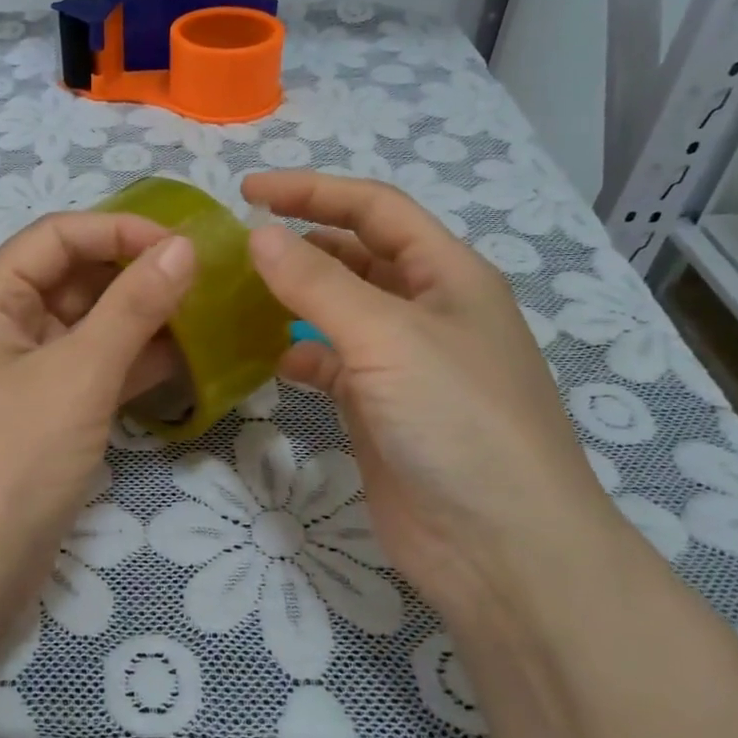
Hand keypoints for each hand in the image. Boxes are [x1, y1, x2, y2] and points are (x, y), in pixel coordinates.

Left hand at [0, 211, 195, 600]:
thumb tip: (183, 248)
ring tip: (203, 312)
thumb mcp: (80, 373)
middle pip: (72, 278)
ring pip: (86, 325)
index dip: (119, 230)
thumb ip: (133, 306)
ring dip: (139, 318)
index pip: (56, 237)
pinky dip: (130, 361)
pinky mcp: (43, 412)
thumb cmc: (16, 457)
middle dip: (134, 274)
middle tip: (201, 278)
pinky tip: (182, 357)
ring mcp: (20, 372)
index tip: (182, 244)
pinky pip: (90, 368)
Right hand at [241, 171, 635, 607]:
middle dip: (302, 241)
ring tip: (240, 294)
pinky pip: (331, 365)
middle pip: (357, 255)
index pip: (375, 209)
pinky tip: (272, 361)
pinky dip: (301, 356)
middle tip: (237, 243)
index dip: (312, 191)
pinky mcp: (381, 410)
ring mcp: (404, 364)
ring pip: (340, 311)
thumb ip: (318, 283)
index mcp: (448, 275)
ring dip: (296, 298)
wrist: (500, 547)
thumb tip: (257, 235)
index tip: (246, 190)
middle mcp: (428, 311)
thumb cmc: (457, 421)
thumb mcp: (388, 337)